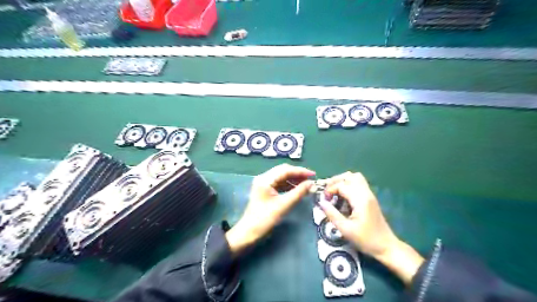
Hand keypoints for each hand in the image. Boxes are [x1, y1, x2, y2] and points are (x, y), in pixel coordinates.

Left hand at [225, 164, 315, 255]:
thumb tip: (311, 183)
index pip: (285, 170)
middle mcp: (263, 178)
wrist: (249, 232)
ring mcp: (264, 183)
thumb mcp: (283, 205)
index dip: (300, 171)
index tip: (313, 175)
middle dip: (298, 174)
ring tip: (307, 185)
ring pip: (282, 177)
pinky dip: (289, 185)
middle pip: (283, 171)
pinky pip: (280, 183)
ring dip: (294, 180)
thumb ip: (298, 193)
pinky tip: (298, 189)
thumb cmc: (264, 219)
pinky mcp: (265, 190)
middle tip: (311, 179)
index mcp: (265, 179)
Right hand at [318, 171, 423, 283]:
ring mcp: (369, 194)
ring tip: (333, 190)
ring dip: (342, 181)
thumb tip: (321, 202)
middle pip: (349, 176)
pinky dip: (348, 184)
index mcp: (360, 199)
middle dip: (335, 181)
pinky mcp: (370, 198)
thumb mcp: (345, 229)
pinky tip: (342, 196)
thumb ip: (332, 214)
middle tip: (326, 191)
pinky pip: (358, 183)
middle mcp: (365, 193)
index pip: (341, 185)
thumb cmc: (366, 239)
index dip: (330, 189)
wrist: (386, 246)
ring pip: (355, 177)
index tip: (324, 199)